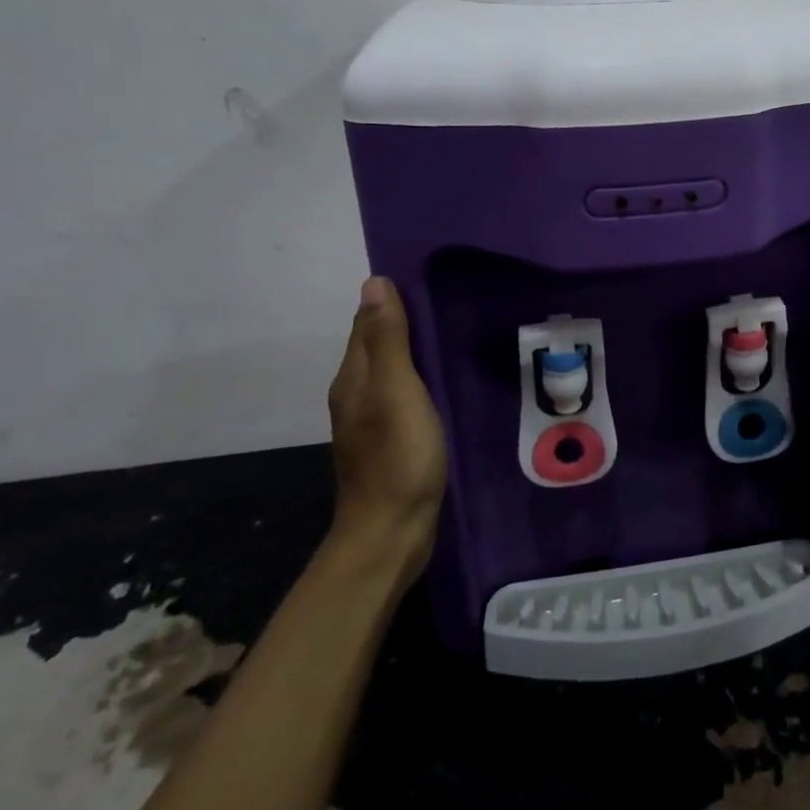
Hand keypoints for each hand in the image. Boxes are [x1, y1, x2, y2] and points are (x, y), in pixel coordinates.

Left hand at [325, 277, 447, 580]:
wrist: (391, 533)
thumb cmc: (397, 457)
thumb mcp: (396, 392)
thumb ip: (387, 340)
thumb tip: (374, 282)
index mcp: (354, 377)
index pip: (368, 321)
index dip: (393, 298)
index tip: (430, 275)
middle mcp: (356, 393)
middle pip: (378, 344)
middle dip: (406, 319)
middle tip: (452, 298)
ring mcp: (372, 420)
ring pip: (392, 370)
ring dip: (415, 350)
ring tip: (455, 331)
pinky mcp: (391, 440)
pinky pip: (404, 394)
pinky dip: (421, 379)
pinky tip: (446, 381)